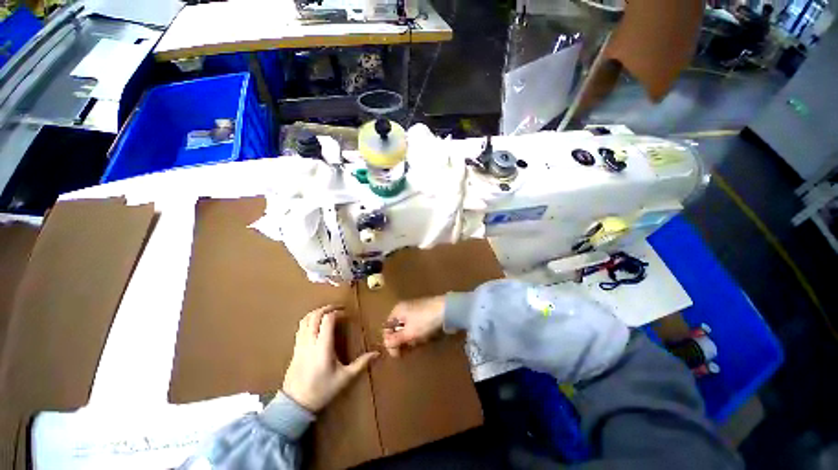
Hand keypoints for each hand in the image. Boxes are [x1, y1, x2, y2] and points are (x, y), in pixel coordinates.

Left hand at [282, 305, 378, 411]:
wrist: (295, 405)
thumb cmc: (322, 391)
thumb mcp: (345, 378)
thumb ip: (361, 364)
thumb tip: (377, 354)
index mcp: (322, 347)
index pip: (327, 320)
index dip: (337, 312)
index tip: (346, 314)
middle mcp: (309, 342)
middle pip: (315, 316)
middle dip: (327, 308)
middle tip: (339, 308)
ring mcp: (300, 345)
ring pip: (305, 320)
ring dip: (317, 312)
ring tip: (328, 312)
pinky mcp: (295, 349)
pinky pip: (300, 328)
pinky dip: (309, 320)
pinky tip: (317, 324)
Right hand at [382, 296, 445, 356]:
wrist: (447, 309)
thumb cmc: (424, 321)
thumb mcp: (408, 333)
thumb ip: (395, 340)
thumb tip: (386, 345)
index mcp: (397, 311)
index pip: (387, 328)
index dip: (390, 342)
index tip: (397, 354)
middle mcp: (404, 308)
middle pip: (398, 329)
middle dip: (403, 340)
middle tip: (411, 346)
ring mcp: (415, 310)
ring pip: (408, 329)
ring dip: (412, 338)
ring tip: (420, 341)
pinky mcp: (425, 313)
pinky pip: (417, 326)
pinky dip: (419, 333)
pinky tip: (426, 336)